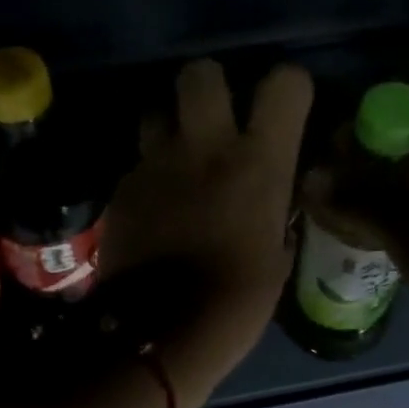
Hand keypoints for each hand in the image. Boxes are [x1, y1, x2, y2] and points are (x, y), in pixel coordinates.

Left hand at [102, 59, 313, 407]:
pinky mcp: (121, 189)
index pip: (284, 84)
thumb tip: (275, 198)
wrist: (162, 334)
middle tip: (216, 118)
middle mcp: (205, 147)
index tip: (284, 110)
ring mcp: (155, 164)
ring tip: (179, 161)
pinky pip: (137, 163)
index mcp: (259, 163)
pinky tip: (154, 207)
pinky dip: (148, 175)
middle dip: (210, 86)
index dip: (287, 89)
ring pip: (156, 110)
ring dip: (170, 127)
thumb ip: (276, 210)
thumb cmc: (237, 303)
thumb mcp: (277, 256)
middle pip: (200, 72)